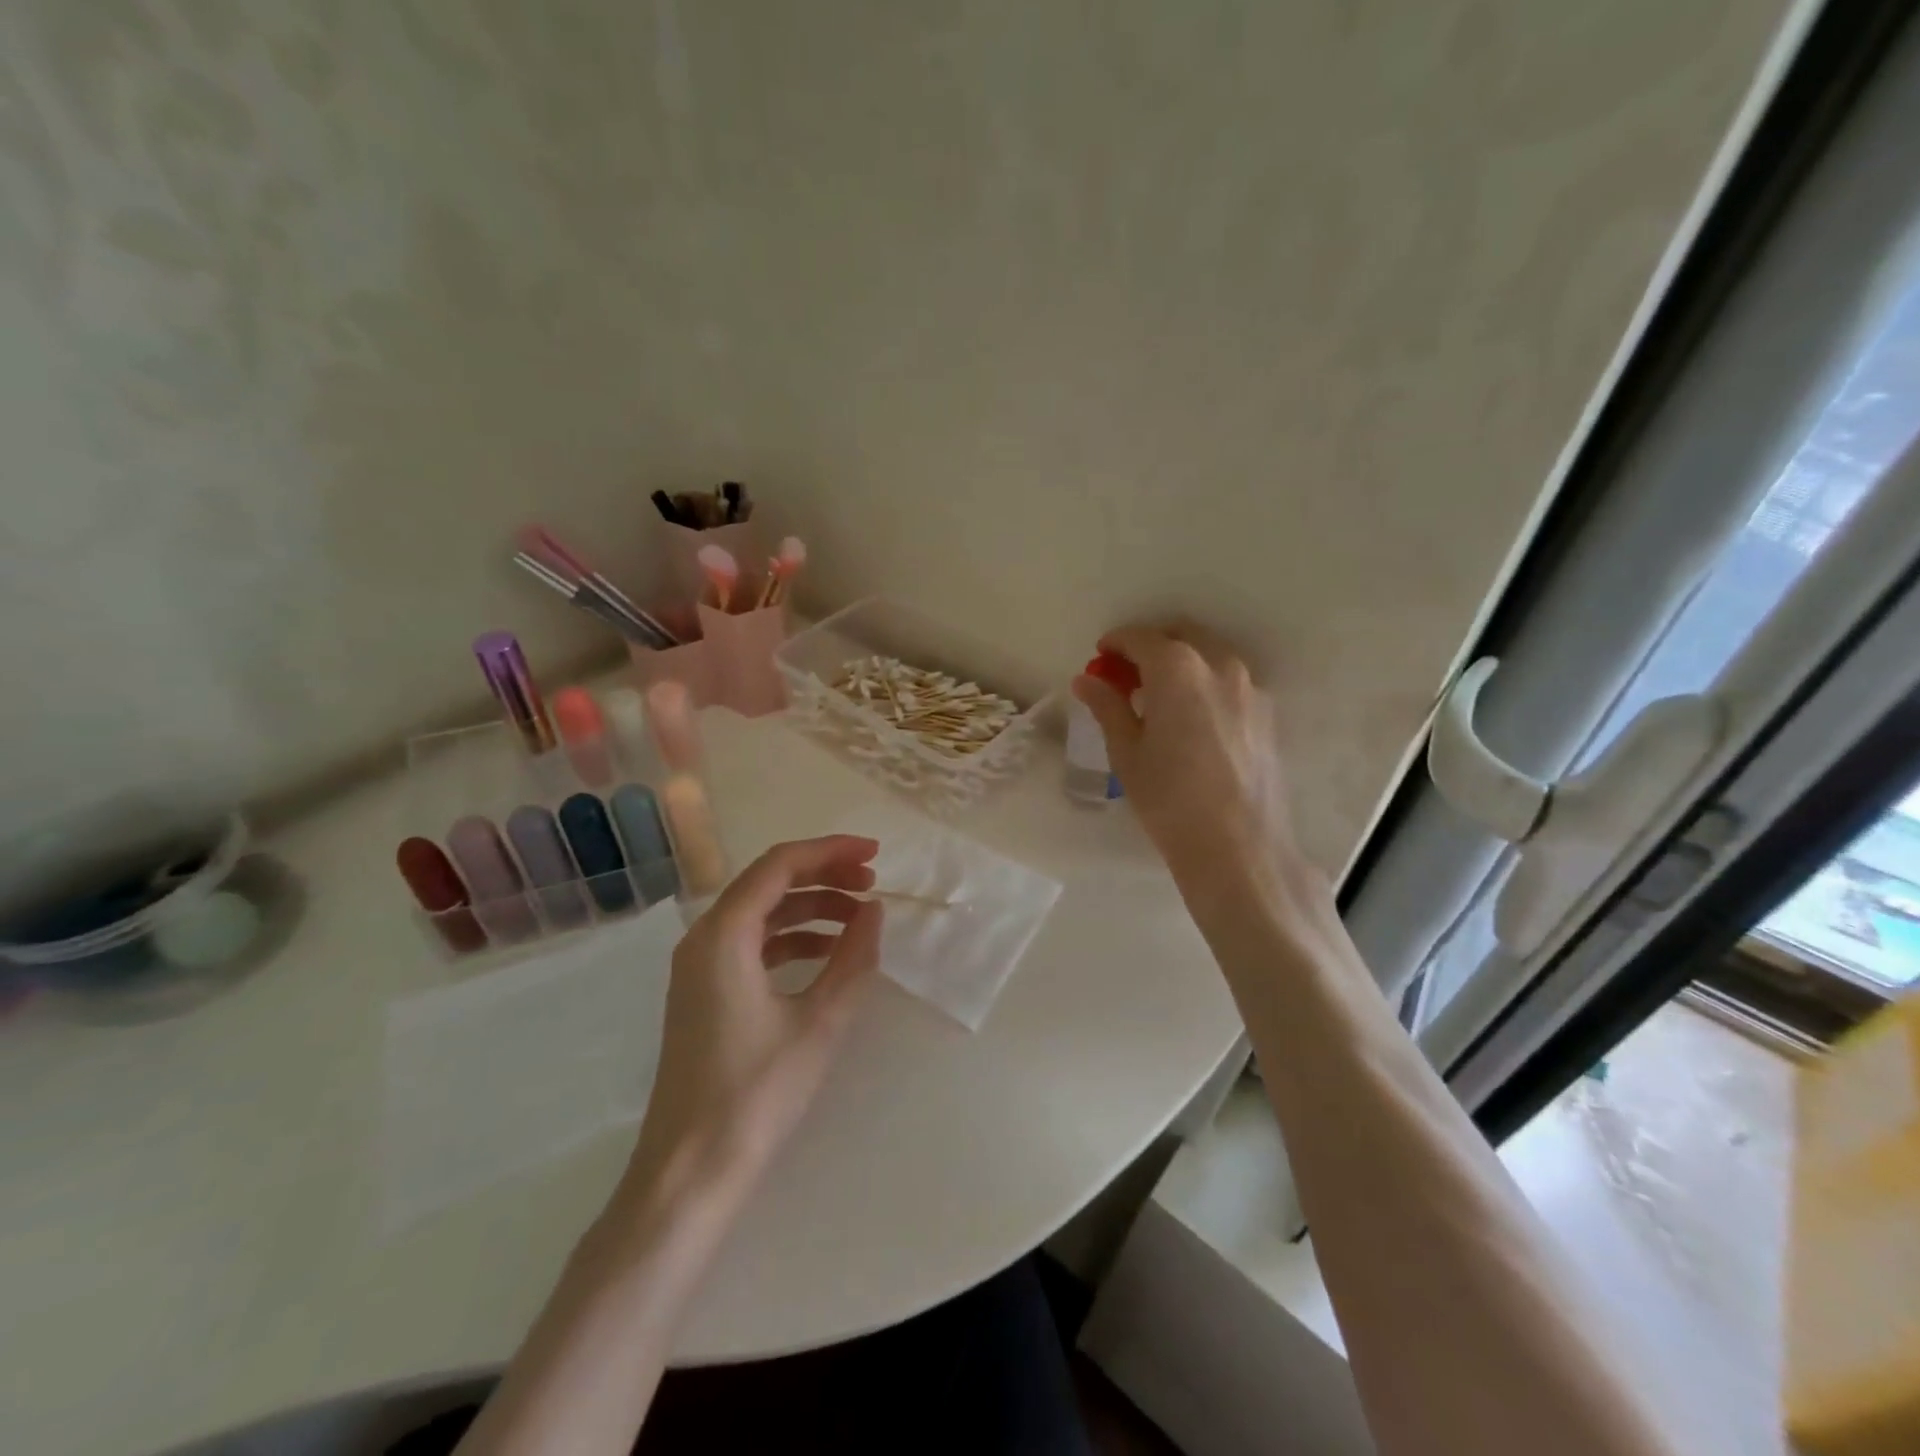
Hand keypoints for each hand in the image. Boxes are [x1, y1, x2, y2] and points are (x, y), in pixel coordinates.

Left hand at [626, 835, 883, 1201]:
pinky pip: (753, 943)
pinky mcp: (705, 992)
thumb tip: (873, 912)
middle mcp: (704, 938)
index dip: (830, 851)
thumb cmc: (756, 1093)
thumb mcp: (819, 1021)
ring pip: (762, 912)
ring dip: (811, 907)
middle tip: (872, 885)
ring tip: (859, 919)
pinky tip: (828, 954)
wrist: (691, 1171)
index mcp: (723, 934)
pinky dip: (793, 938)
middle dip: (824, 876)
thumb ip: (853, 958)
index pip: (780, 865)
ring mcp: (700, 966)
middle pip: (769, 882)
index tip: (875, 854)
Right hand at [1073, 624, 1308, 909]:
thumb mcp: (1127, 752)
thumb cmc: (1169, 798)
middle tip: (1128, 672)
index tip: (1101, 655)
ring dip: (1182, 660)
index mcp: (1177, 669)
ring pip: (1210, 654)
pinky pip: (1230, 679)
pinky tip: (1192, 715)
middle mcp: (1219, 665)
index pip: (1141, 638)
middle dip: (1151, 645)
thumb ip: (1108, 707)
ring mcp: (1250, 687)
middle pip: (1181, 635)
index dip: (1117, 643)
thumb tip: (1087, 680)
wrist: (1238, 845)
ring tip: (1160, 694)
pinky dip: (1205, 680)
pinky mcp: (1267, 712)